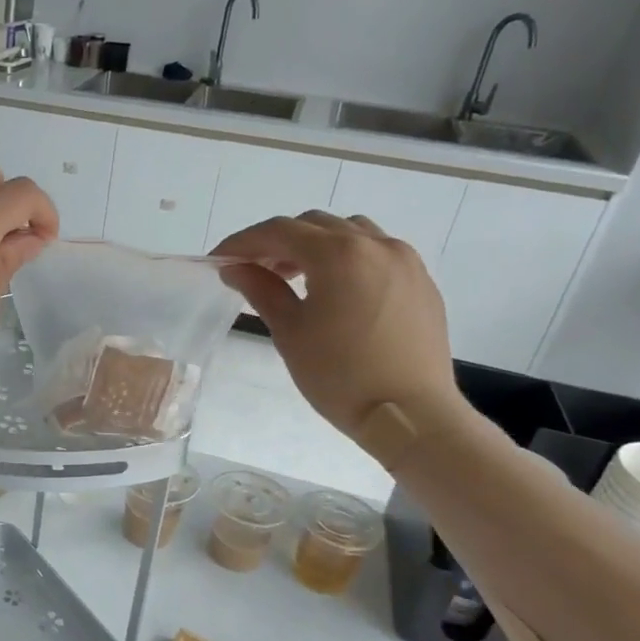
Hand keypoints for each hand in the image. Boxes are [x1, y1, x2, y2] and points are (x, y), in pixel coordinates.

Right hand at [211, 211, 460, 438]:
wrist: (410, 415)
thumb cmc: (340, 376)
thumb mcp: (290, 332)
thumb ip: (261, 290)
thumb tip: (235, 268)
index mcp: (339, 254)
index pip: (279, 231)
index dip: (242, 242)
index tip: (219, 261)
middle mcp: (375, 244)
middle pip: (314, 225)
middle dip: (278, 242)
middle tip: (254, 271)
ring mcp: (404, 260)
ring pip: (349, 233)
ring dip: (315, 245)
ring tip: (295, 278)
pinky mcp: (420, 281)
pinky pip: (376, 252)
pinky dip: (347, 258)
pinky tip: (335, 290)